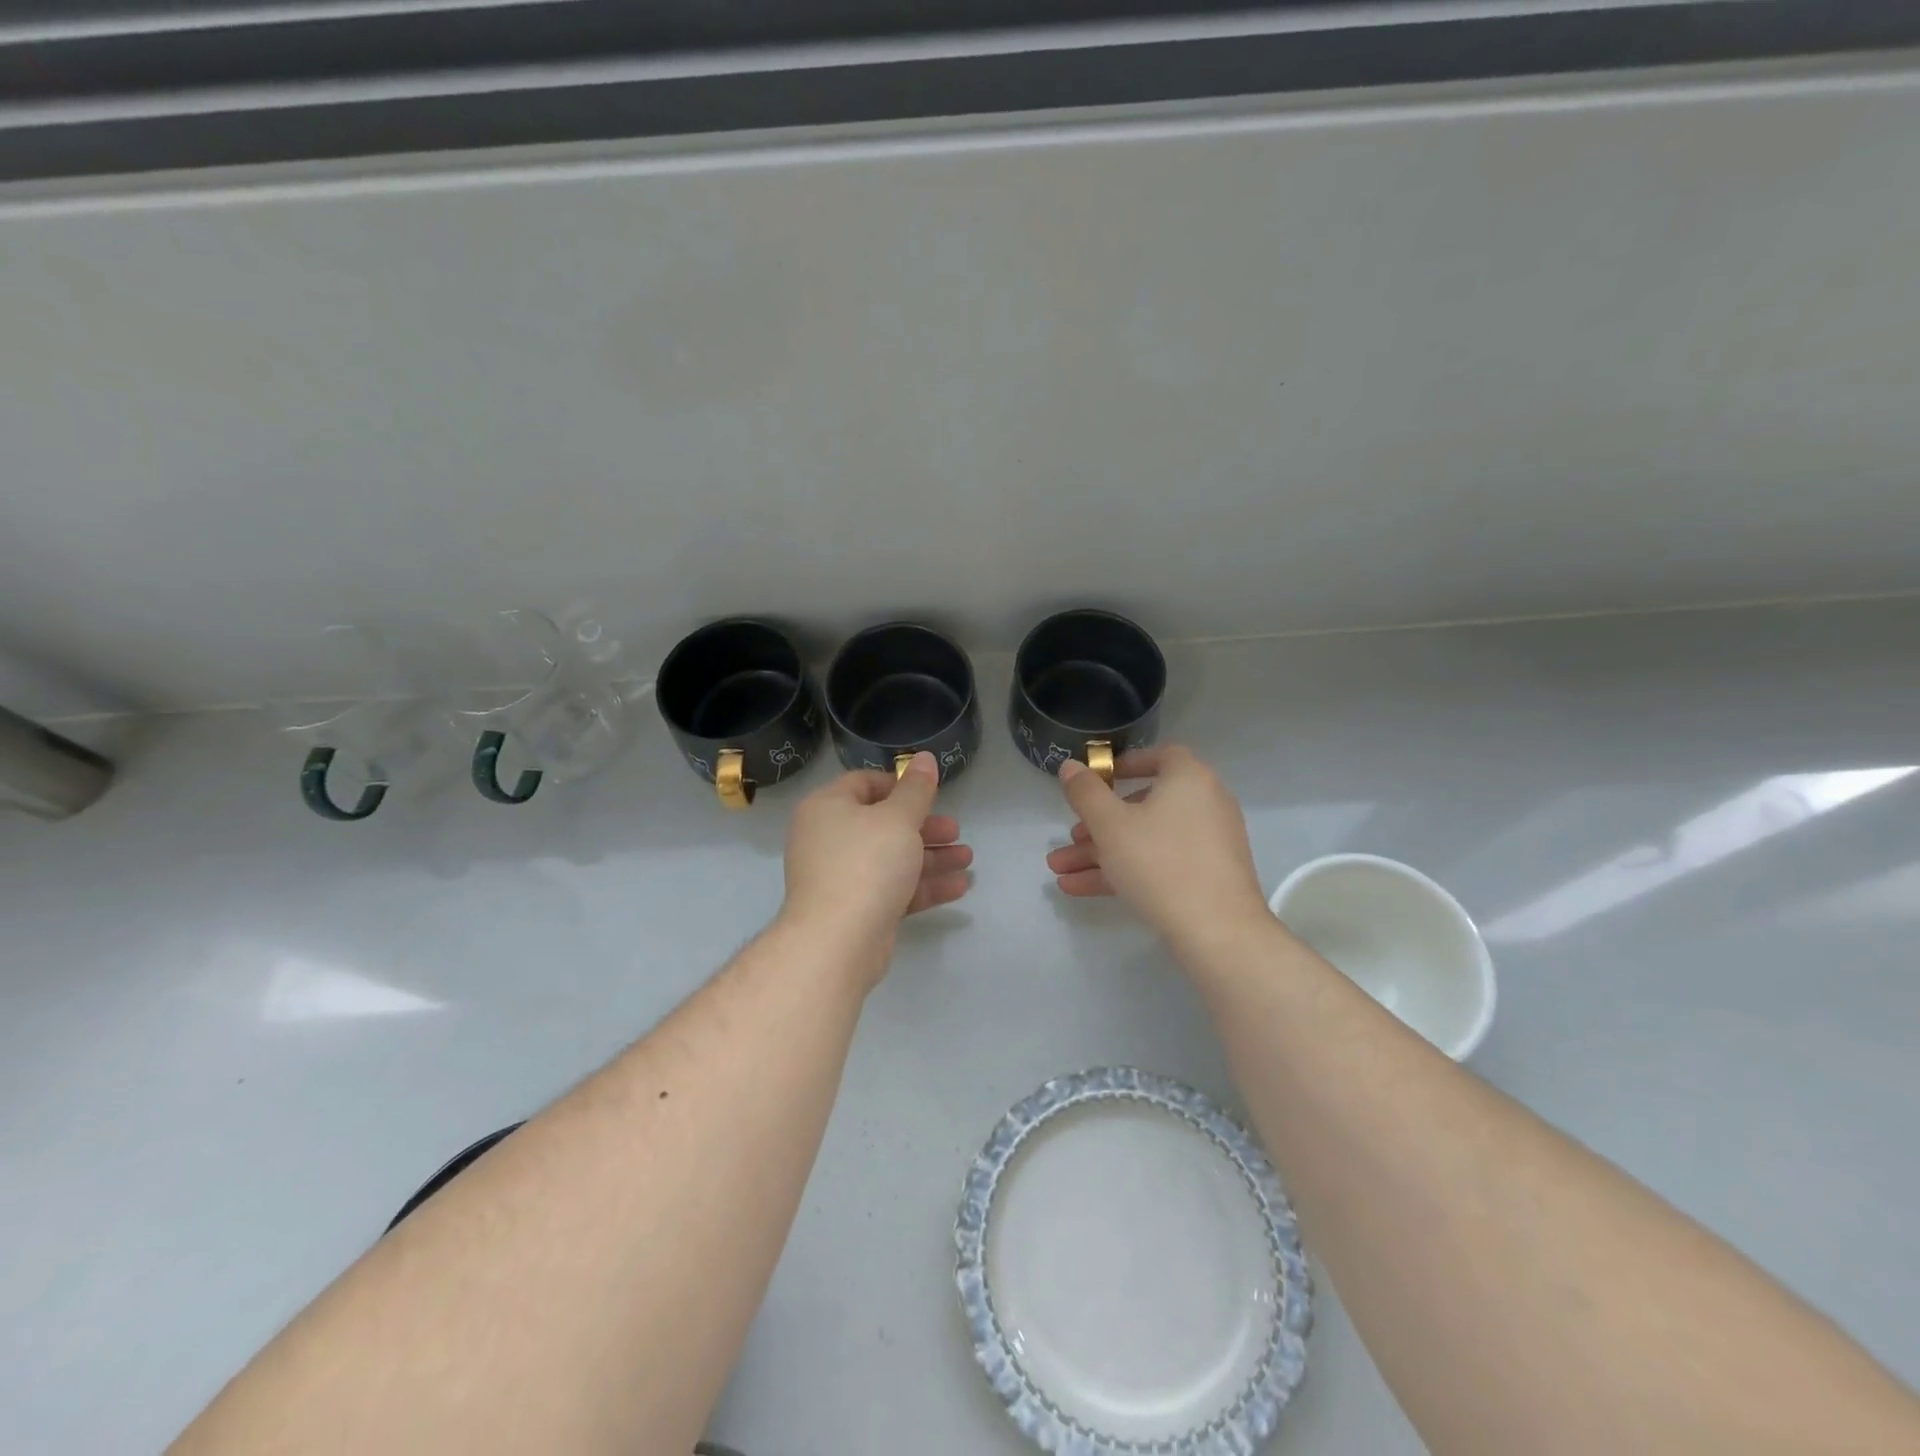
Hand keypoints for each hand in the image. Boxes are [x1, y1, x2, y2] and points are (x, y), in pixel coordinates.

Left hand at [780, 751, 972, 978]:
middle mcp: (829, 838)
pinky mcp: (856, 908)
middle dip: (925, 827)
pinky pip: (893, 888)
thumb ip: (916, 789)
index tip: (931, 794)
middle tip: (956, 831)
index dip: (900, 785)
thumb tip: (924, 758)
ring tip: (967, 859)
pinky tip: (959, 886)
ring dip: (931, 857)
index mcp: (827, 807)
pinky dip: (922, 885)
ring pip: (892, 858)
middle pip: (883, 823)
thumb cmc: (867, 864)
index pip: (864, 783)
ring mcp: (841, 876)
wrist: (837, 941)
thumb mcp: (899, 819)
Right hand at [1045, 746, 1268, 949]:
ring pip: (1144, 840)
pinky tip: (1079, 888)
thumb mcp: (1110, 825)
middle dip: (1097, 825)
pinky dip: (1123, 871)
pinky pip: (1158, 863)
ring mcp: (1207, 844)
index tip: (1097, 780)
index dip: (1124, 765)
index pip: (1159, 756)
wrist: (1218, 931)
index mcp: (1189, 779)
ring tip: (1059, 871)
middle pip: (1142, 806)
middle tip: (1069, 838)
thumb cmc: (1160, 863)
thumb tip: (1070, 766)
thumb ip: (1085, 792)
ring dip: (1100, 853)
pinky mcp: (1205, 877)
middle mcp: (1204, 804)